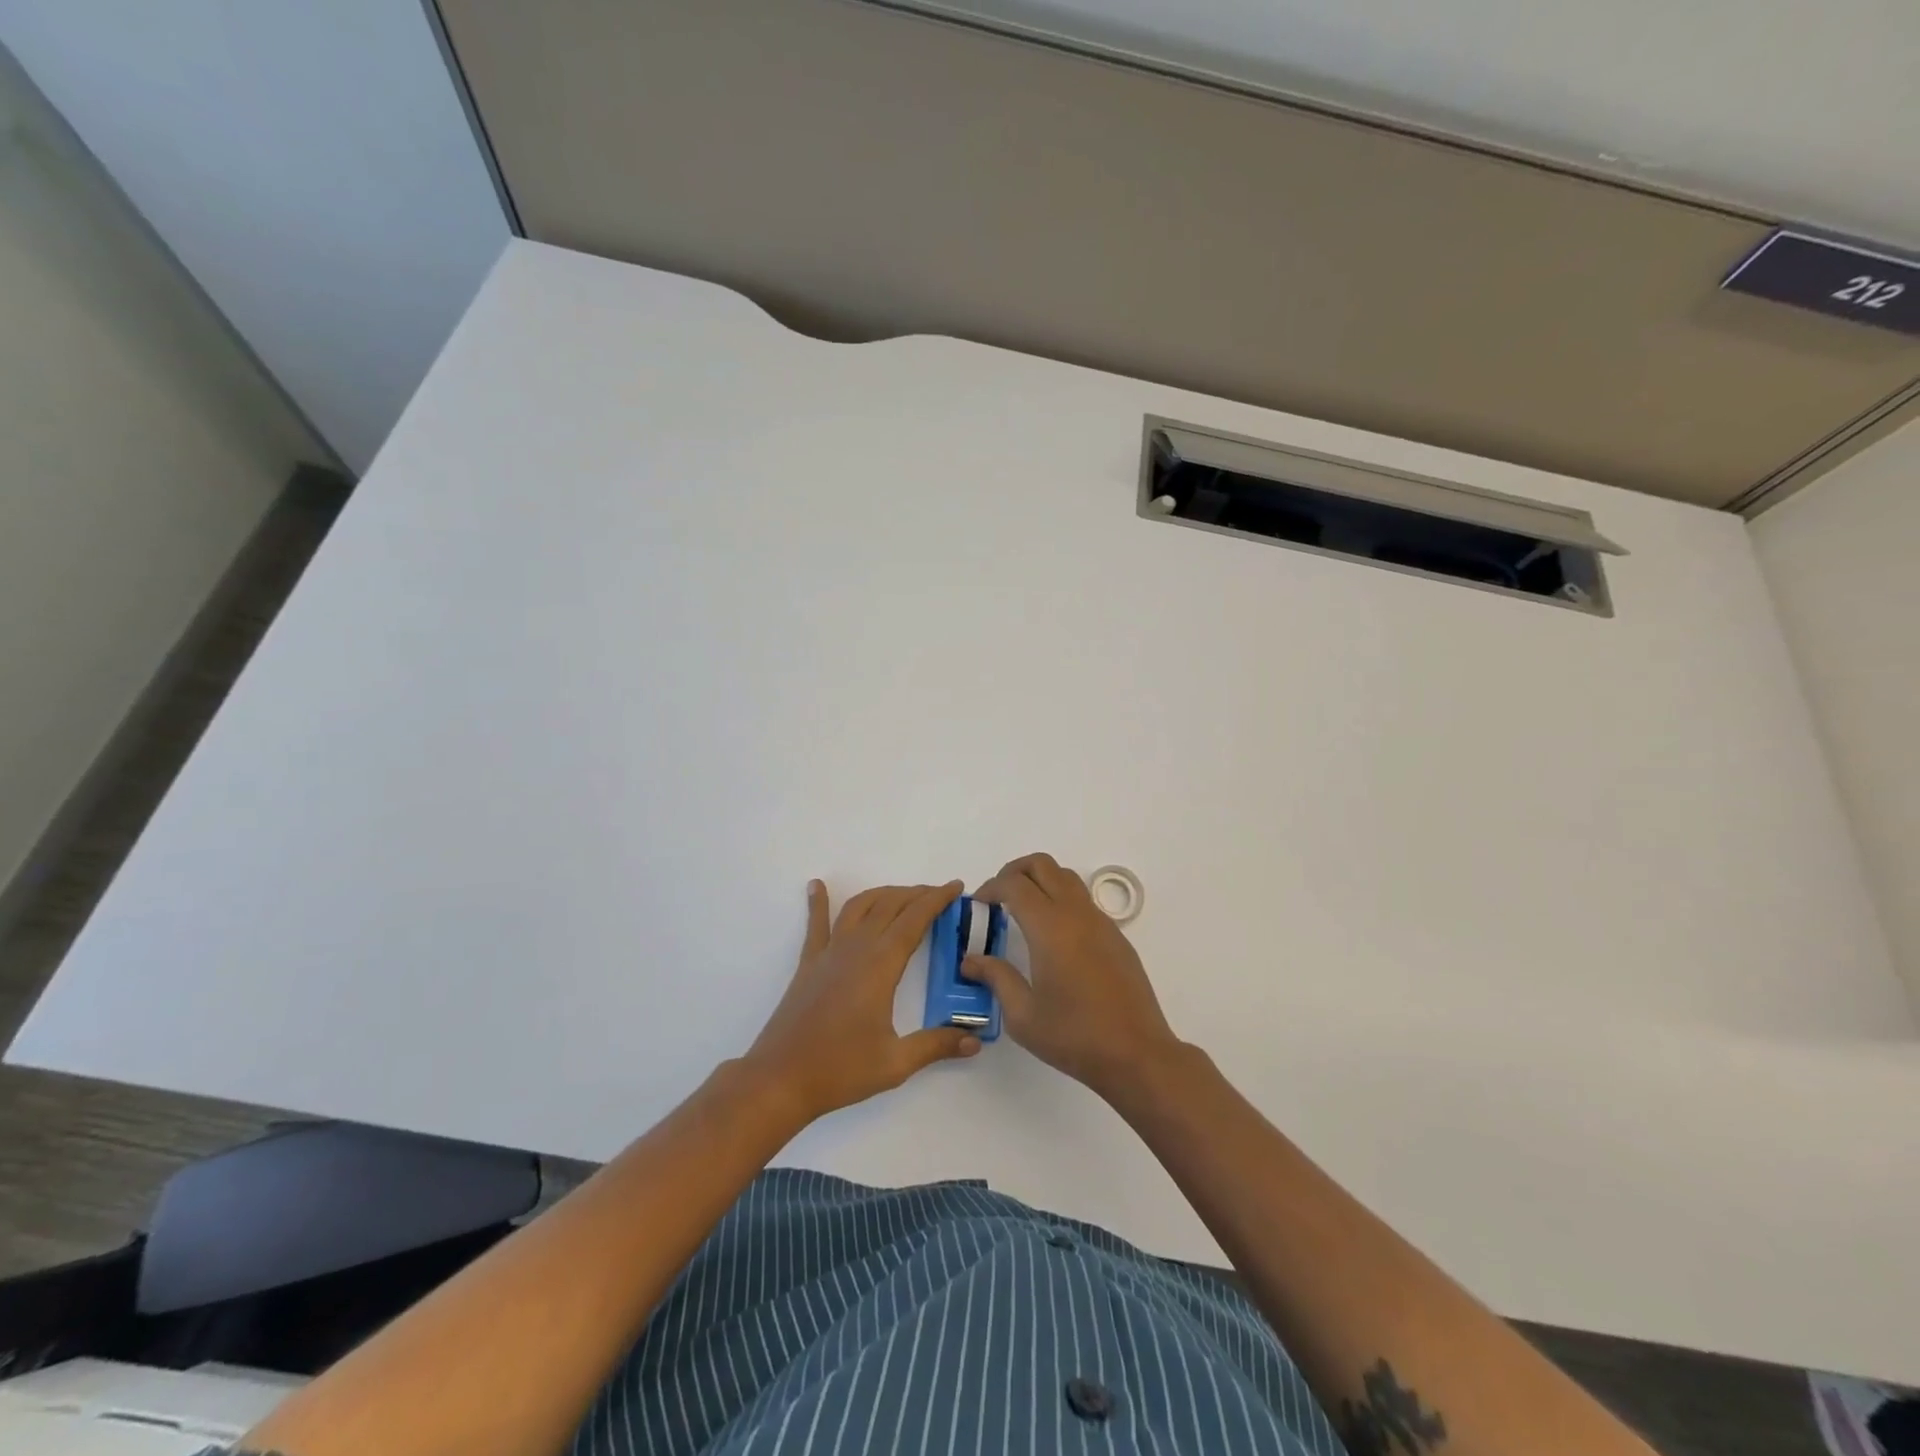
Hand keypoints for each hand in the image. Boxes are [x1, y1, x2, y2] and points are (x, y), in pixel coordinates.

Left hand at [745, 880, 980, 1124]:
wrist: (780, 1079)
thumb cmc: (840, 1069)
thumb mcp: (896, 1063)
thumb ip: (936, 1046)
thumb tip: (975, 1042)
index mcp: (880, 965)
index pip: (914, 920)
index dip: (936, 900)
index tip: (955, 887)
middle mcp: (856, 948)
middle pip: (889, 906)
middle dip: (916, 894)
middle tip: (938, 894)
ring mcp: (829, 953)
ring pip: (859, 907)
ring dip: (883, 894)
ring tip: (902, 894)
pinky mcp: (808, 963)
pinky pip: (816, 924)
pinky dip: (819, 902)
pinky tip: (817, 885)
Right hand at [964, 853, 1182, 1101]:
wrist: (1137, 1054)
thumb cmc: (1075, 1036)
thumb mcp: (1023, 1016)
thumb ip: (996, 978)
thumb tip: (971, 960)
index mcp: (1050, 928)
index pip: (1014, 884)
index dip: (991, 887)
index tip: (978, 905)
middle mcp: (1076, 914)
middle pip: (1042, 865)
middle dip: (1014, 871)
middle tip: (997, 897)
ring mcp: (1100, 922)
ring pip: (1066, 877)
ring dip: (1040, 881)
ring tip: (1023, 911)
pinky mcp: (1116, 936)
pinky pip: (1083, 900)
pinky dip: (1060, 899)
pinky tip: (1053, 936)